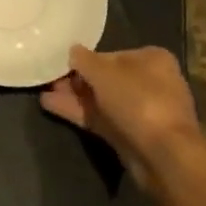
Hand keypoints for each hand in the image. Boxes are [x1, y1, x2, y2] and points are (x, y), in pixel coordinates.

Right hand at [40, 45, 202, 188]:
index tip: (63, 63)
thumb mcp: (104, 72)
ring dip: (73, 96)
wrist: (162, 154)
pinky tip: (49, 105)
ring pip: (101, 100)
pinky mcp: (130, 135)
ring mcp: (140, 111)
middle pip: (105, 78)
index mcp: (152, 60)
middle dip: (76, 80)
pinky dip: (77, 112)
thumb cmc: (137, 100)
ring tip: (43, 91)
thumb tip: (72, 51)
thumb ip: (84, 59)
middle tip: (49, 78)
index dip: (86, 59)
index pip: (112, 54)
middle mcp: (150, 83)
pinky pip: (100, 118)